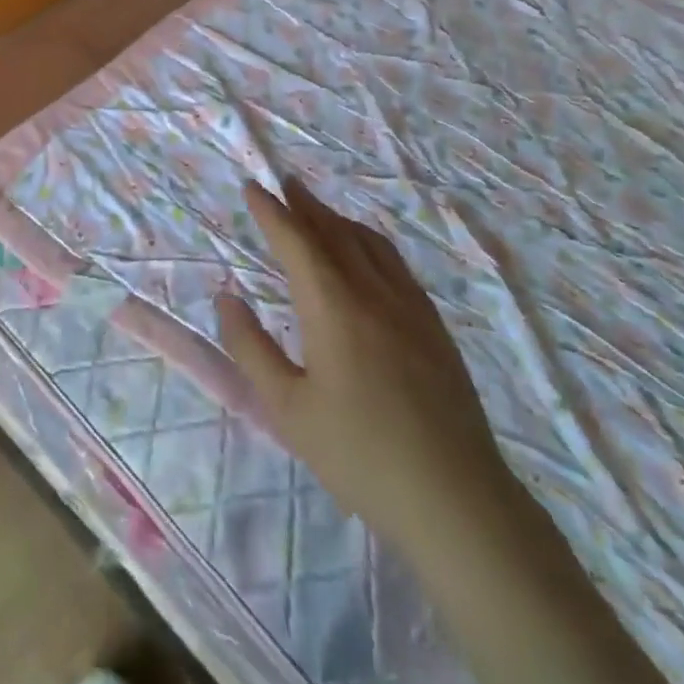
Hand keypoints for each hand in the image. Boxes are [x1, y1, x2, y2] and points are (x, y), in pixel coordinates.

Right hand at [216, 178, 512, 535]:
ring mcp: (411, 308)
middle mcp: (374, 293)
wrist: (456, 499)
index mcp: (334, 308)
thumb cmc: (359, 455)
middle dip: (306, 205)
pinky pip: (396, 265)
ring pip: (371, 244)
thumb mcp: (287, 409)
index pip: (297, 242)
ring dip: (339, 220)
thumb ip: (251, 348)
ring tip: (319, 211)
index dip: (272, 212)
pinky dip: (370, 243)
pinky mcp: (435, 327)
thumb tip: (227, 298)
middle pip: (335, 233)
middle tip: (285, 184)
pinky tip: (367, 256)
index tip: (254, 187)